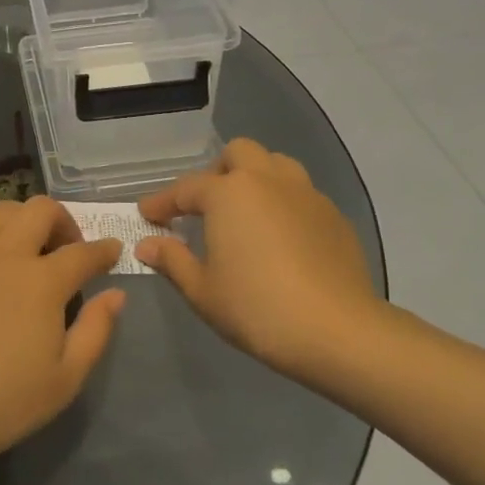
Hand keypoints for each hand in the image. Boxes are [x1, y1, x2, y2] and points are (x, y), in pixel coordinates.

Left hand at [0, 198, 126, 479]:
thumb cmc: (1, 401)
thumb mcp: (66, 379)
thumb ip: (96, 331)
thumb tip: (116, 294)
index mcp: (42, 282)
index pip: (83, 253)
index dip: (104, 250)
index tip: (113, 252)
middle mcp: (6, 254)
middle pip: (41, 211)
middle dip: (64, 222)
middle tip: (68, 250)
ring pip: (1, 209)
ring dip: (23, 218)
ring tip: (27, 245)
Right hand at [136, 139, 382, 380]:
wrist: (337, 331)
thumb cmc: (256, 308)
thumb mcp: (202, 290)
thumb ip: (172, 260)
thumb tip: (147, 245)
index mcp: (228, 193)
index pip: (185, 188)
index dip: (162, 202)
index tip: (147, 215)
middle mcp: (267, 181)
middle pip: (237, 154)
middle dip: (215, 173)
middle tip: (204, 207)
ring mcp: (306, 194)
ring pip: (276, 165)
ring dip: (255, 178)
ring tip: (244, 213)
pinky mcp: (334, 215)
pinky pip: (301, 194)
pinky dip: (282, 204)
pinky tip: (279, 238)